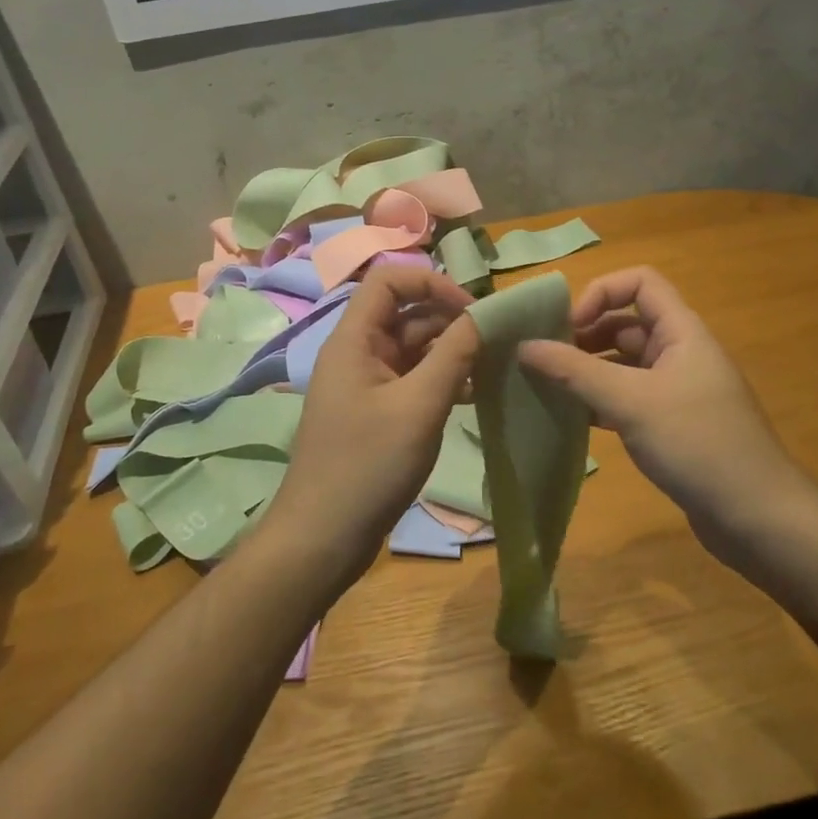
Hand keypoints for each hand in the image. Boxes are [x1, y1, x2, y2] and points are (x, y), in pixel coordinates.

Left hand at [261, 266, 479, 590]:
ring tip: (492, 368)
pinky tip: (473, 395)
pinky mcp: (377, 413)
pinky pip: (412, 380)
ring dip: (451, 352)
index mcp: (354, 340)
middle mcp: (357, 354)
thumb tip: (484, 315)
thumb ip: (453, 355)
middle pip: (405, 313)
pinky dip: (441, 380)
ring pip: (413, 348)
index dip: (431, 282)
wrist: (322, 538)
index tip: (471, 310)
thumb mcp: (419, 406)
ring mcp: (366, 384)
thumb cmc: (368, 466)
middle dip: (450, 319)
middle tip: (495, 341)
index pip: (389, 280)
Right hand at [519, 267, 812, 566]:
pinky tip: (573, 419)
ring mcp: (678, 391)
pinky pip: (629, 398)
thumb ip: (575, 371)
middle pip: (627, 323)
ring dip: (588, 370)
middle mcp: (681, 353)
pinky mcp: (673, 425)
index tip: (568, 327)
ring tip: (549, 388)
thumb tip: (523, 345)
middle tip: (545, 360)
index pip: (640, 282)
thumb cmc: (697, 445)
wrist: (758, 519)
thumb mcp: (631, 402)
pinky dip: (601, 401)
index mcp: (682, 332)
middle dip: (585, 334)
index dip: (601, 292)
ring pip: (624, 364)